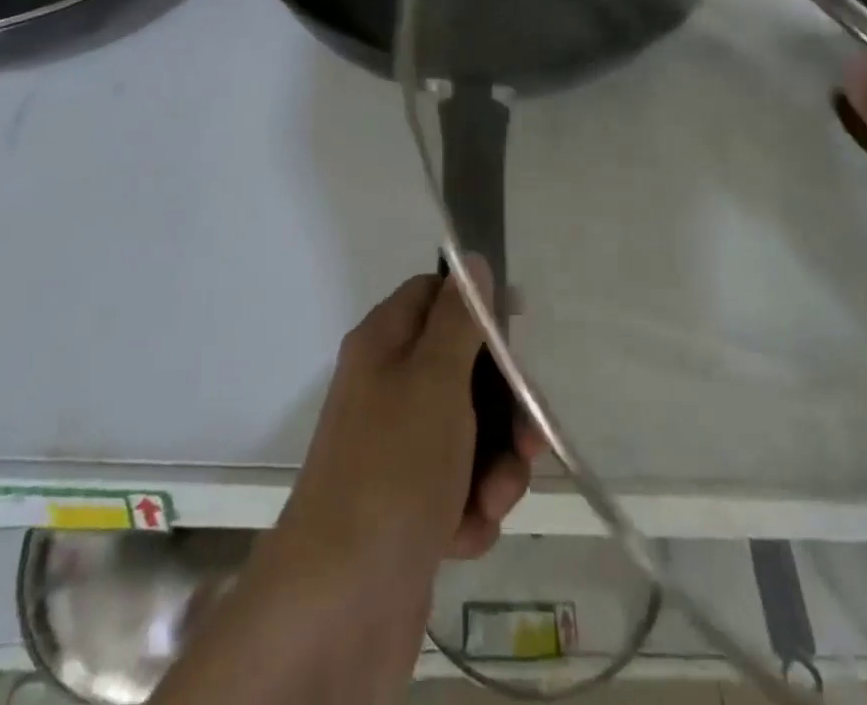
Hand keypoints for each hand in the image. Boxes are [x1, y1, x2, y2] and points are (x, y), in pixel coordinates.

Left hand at [153, 273, 542, 704]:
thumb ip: (459, 319)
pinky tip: (462, 534)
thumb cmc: (394, 469)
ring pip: (468, 433)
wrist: (340, 604)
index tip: (517, 337)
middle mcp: (387, 389)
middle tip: (527, 441)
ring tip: (492, 499)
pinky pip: (457, 487)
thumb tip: (470, 261)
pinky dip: (470, 508)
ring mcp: (397, 450)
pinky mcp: (408, 507)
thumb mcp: (435, 378)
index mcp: (384, 344)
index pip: (434, 296)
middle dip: (503, 407)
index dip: (477, 310)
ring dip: (494, 465)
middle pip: (462, 369)